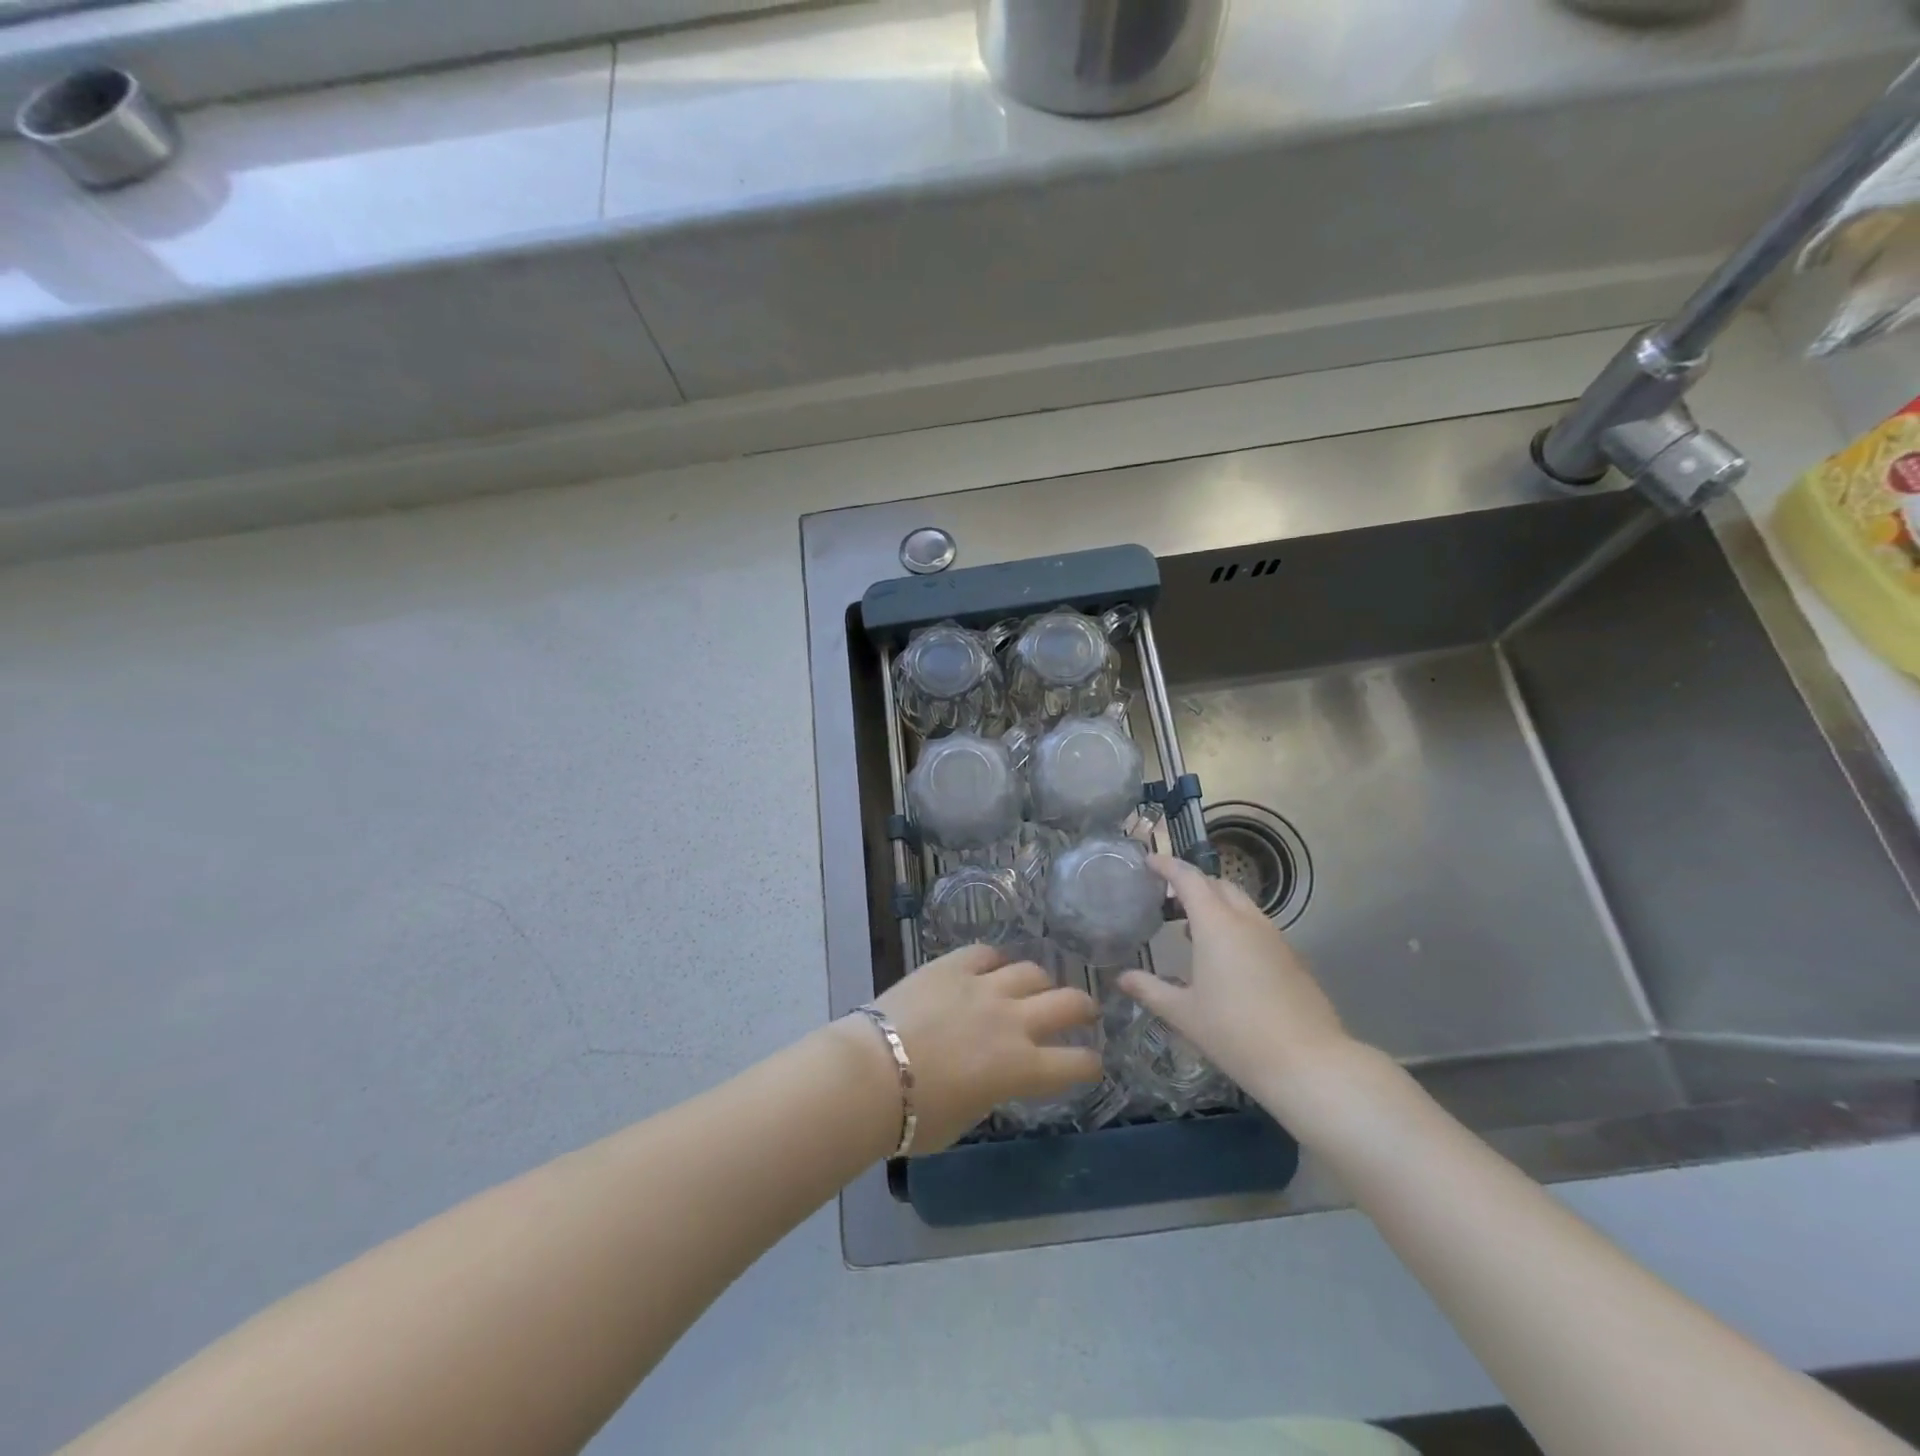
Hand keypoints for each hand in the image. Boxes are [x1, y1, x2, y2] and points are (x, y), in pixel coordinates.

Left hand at [870, 945, 1100, 1150]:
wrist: (871, 1074)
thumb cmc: (915, 1117)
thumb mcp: (967, 1117)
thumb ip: (992, 1090)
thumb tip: (994, 1076)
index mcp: (1021, 1069)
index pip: (1076, 1063)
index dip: (1090, 1064)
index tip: (1091, 1063)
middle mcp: (1013, 1021)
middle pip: (1068, 1003)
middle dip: (1084, 1008)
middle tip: (1084, 1012)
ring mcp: (983, 988)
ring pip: (1031, 971)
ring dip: (1039, 982)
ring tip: (1035, 986)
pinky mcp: (952, 966)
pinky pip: (985, 953)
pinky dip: (993, 961)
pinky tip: (990, 967)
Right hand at [1119, 854, 1358, 1122]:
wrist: (1308, 1064)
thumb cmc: (1235, 1033)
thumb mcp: (1184, 1014)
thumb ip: (1150, 990)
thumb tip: (1121, 977)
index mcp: (1216, 925)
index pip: (1189, 879)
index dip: (1167, 866)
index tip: (1149, 862)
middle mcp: (1247, 921)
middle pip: (1218, 885)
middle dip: (1194, 884)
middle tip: (1170, 898)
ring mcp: (1275, 938)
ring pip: (1242, 905)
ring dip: (1217, 906)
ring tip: (1193, 929)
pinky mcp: (1292, 958)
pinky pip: (1258, 927)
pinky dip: (1236, 926)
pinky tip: (1227, 959)